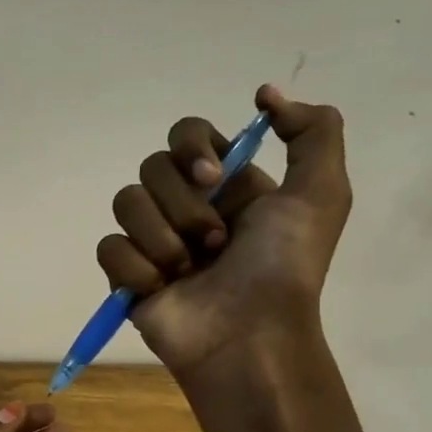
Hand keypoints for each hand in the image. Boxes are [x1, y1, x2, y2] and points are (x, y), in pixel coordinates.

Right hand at [97, 84, 351, 377]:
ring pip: (125, 203)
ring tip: (188, 270)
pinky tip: (161, 289)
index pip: (185, 134)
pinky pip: (109, 247)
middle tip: (215, 242)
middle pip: (152, 167)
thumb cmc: (283, 268)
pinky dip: (136, 268)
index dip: (192, 147)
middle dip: (184, 206)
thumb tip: (265, 94)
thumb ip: (312, 132)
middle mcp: (185, 205)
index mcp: (224, 184)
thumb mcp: (322, 194)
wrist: (249, 336)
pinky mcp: (125, 275)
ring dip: (162, 238)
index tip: (213, 176)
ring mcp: (152, 240)